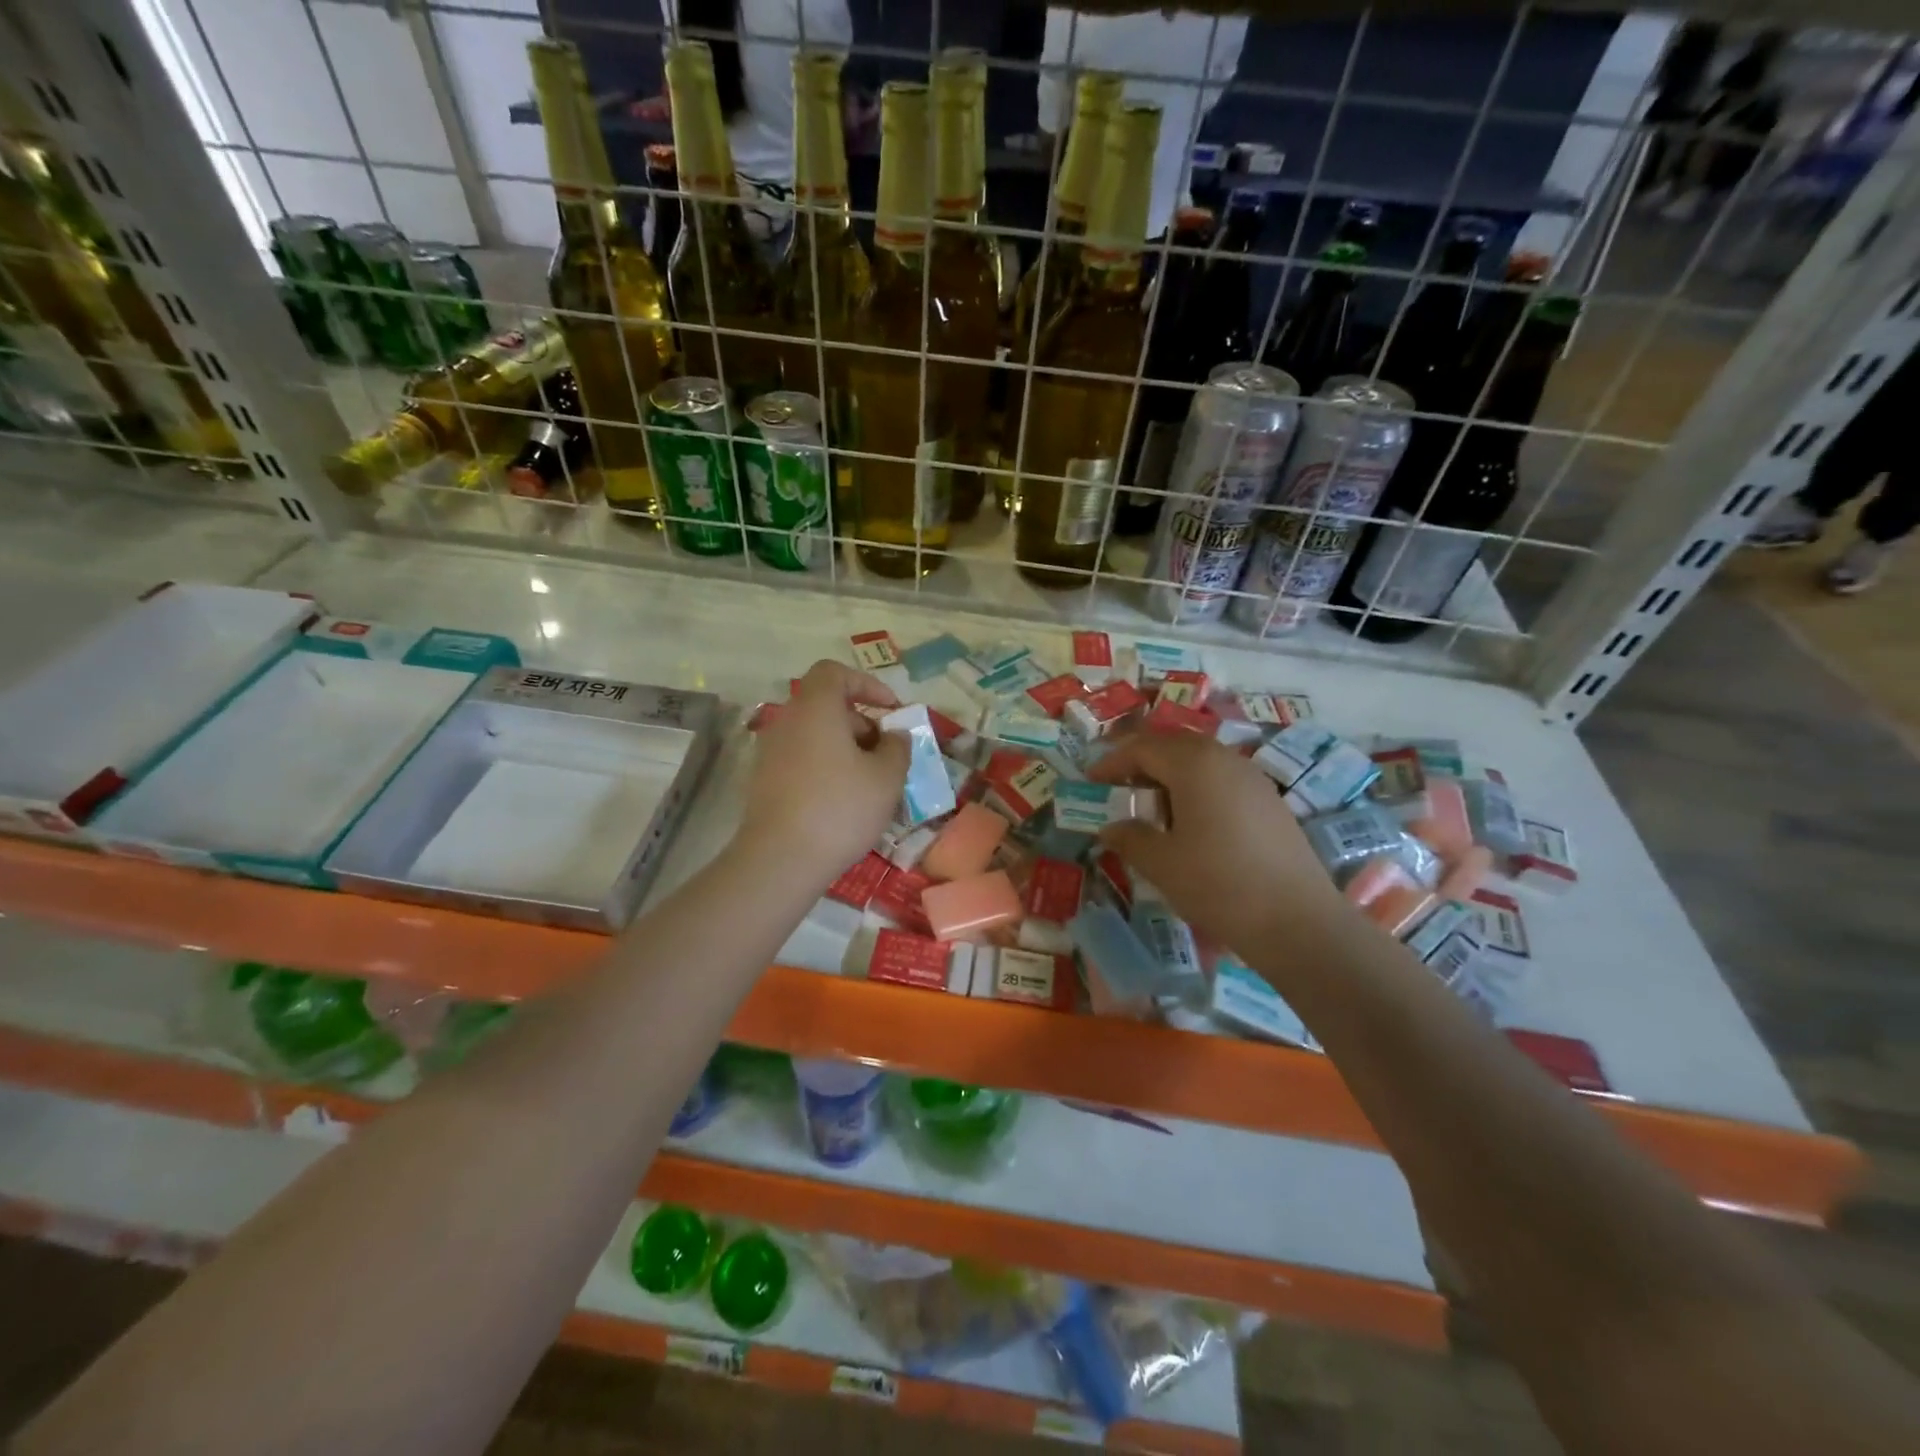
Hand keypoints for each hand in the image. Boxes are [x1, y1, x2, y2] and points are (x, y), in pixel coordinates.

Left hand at [736, 660, 909, 884]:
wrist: (781, 860)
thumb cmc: (840, 809)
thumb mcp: (887, 777)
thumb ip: (898, 747)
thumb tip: (894, 736)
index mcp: (814, 708)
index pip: (834, 672)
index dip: (866, 684)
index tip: (891, 710)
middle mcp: (786, 721)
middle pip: (825, 705)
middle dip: (860, 722)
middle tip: (886, 753)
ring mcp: (769, 752)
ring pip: (814, 735)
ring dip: (844, 748)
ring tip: (870, 782)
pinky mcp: (763, 781)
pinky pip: (801, 759)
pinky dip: (825, 767)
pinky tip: (843, 801)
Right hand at [1090, 732, 1348, 955]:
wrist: (1298, 922)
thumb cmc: (1218, 884)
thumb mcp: (1161, 863)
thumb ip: (1129, 836)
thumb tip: (1110, 826)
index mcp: (1194, 764)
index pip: (1142, 747)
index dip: (1112, 762)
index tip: (1091, 782)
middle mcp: (1225, 759)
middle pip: (1174, 746)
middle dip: (1141, 762)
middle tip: (1119, 789)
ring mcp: (1253, 779)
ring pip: (1201, 761)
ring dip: (1170, 775)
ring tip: (1152, 808)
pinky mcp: (1270, 802)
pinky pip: (1223, 780)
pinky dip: (1197, 789)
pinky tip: (1191, 824)